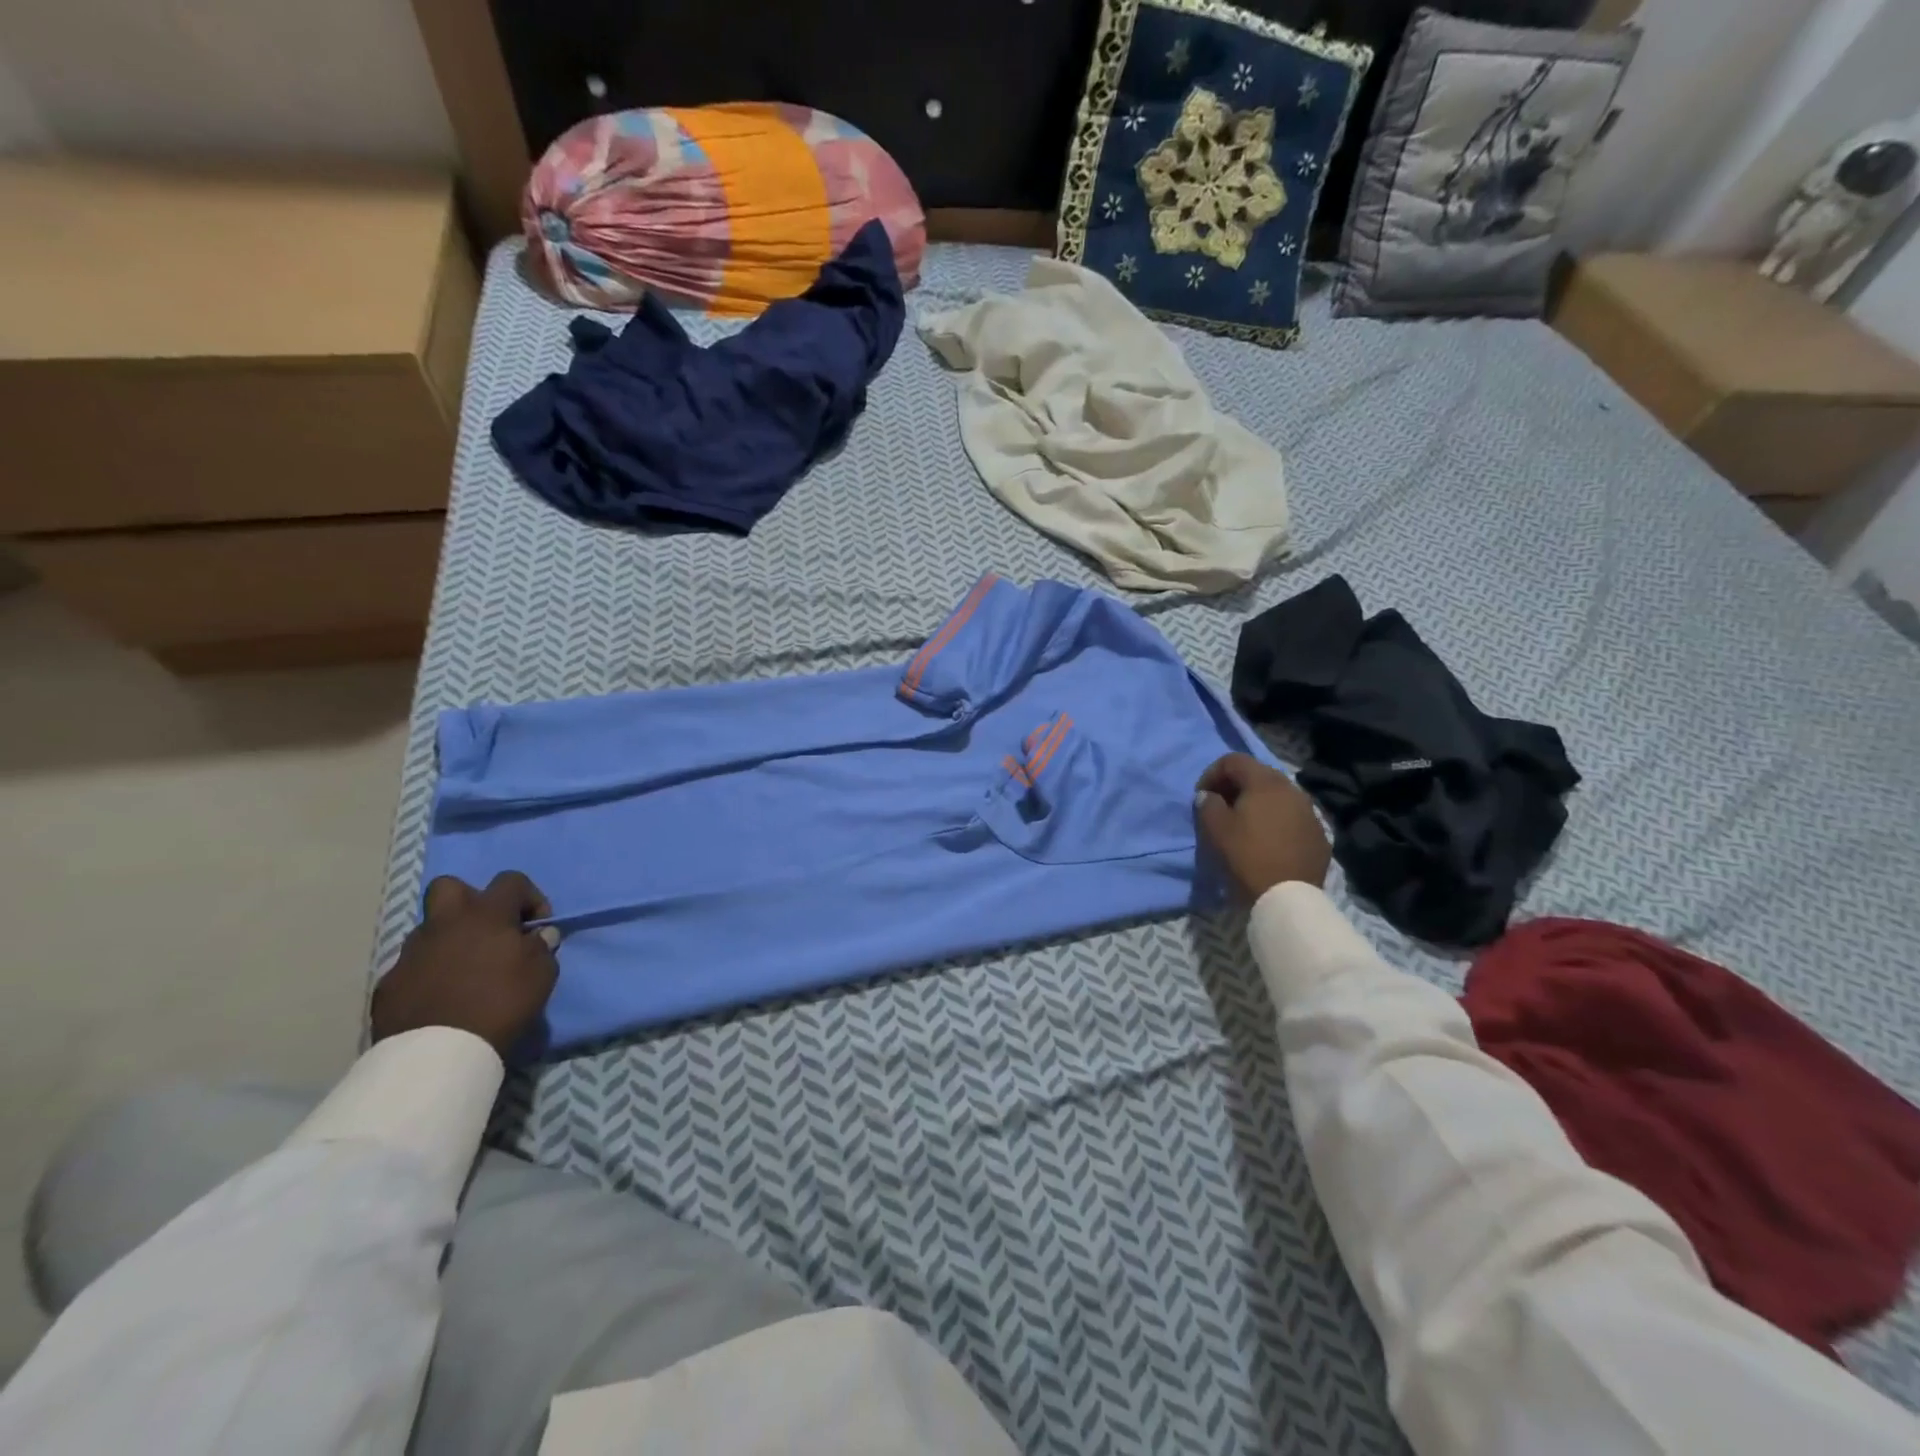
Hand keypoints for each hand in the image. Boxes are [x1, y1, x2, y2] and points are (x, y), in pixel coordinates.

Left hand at [372, 871, 560, 1055]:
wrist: (439, 1054)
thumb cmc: (501, 1003)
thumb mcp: (542, 974)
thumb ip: (541, 947)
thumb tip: (537, 935)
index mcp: (485, 914)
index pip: (510, 881)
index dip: (530, 896)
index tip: (537, 926)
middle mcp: (444, 923)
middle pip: (450, 887)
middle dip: (471, 900)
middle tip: (488, 929)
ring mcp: (410, 953)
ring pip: (430, 930)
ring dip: (449, 940)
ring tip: (465, 970)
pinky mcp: (388, 984)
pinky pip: (412, 966)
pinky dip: (428, 974)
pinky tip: (441, 997)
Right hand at [1195, 754, 1330, 902]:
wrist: (1289, 897)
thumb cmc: (1247, 856)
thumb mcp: (1215, 829)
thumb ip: (1207, 804)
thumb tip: (1209, 796)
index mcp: (1265, 782)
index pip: (1233, 760)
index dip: (1212, 773)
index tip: (1202, 797)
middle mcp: (1291, 788)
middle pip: (1258, 774)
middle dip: (1235, 786)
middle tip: (1220, 808)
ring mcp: (1309, 811)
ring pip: (1277, 795)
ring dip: (1257, 803)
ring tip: (1244, 825)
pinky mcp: (1319, 833)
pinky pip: (1291, 816)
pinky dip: (1275, 820)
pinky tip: (1267, 841)